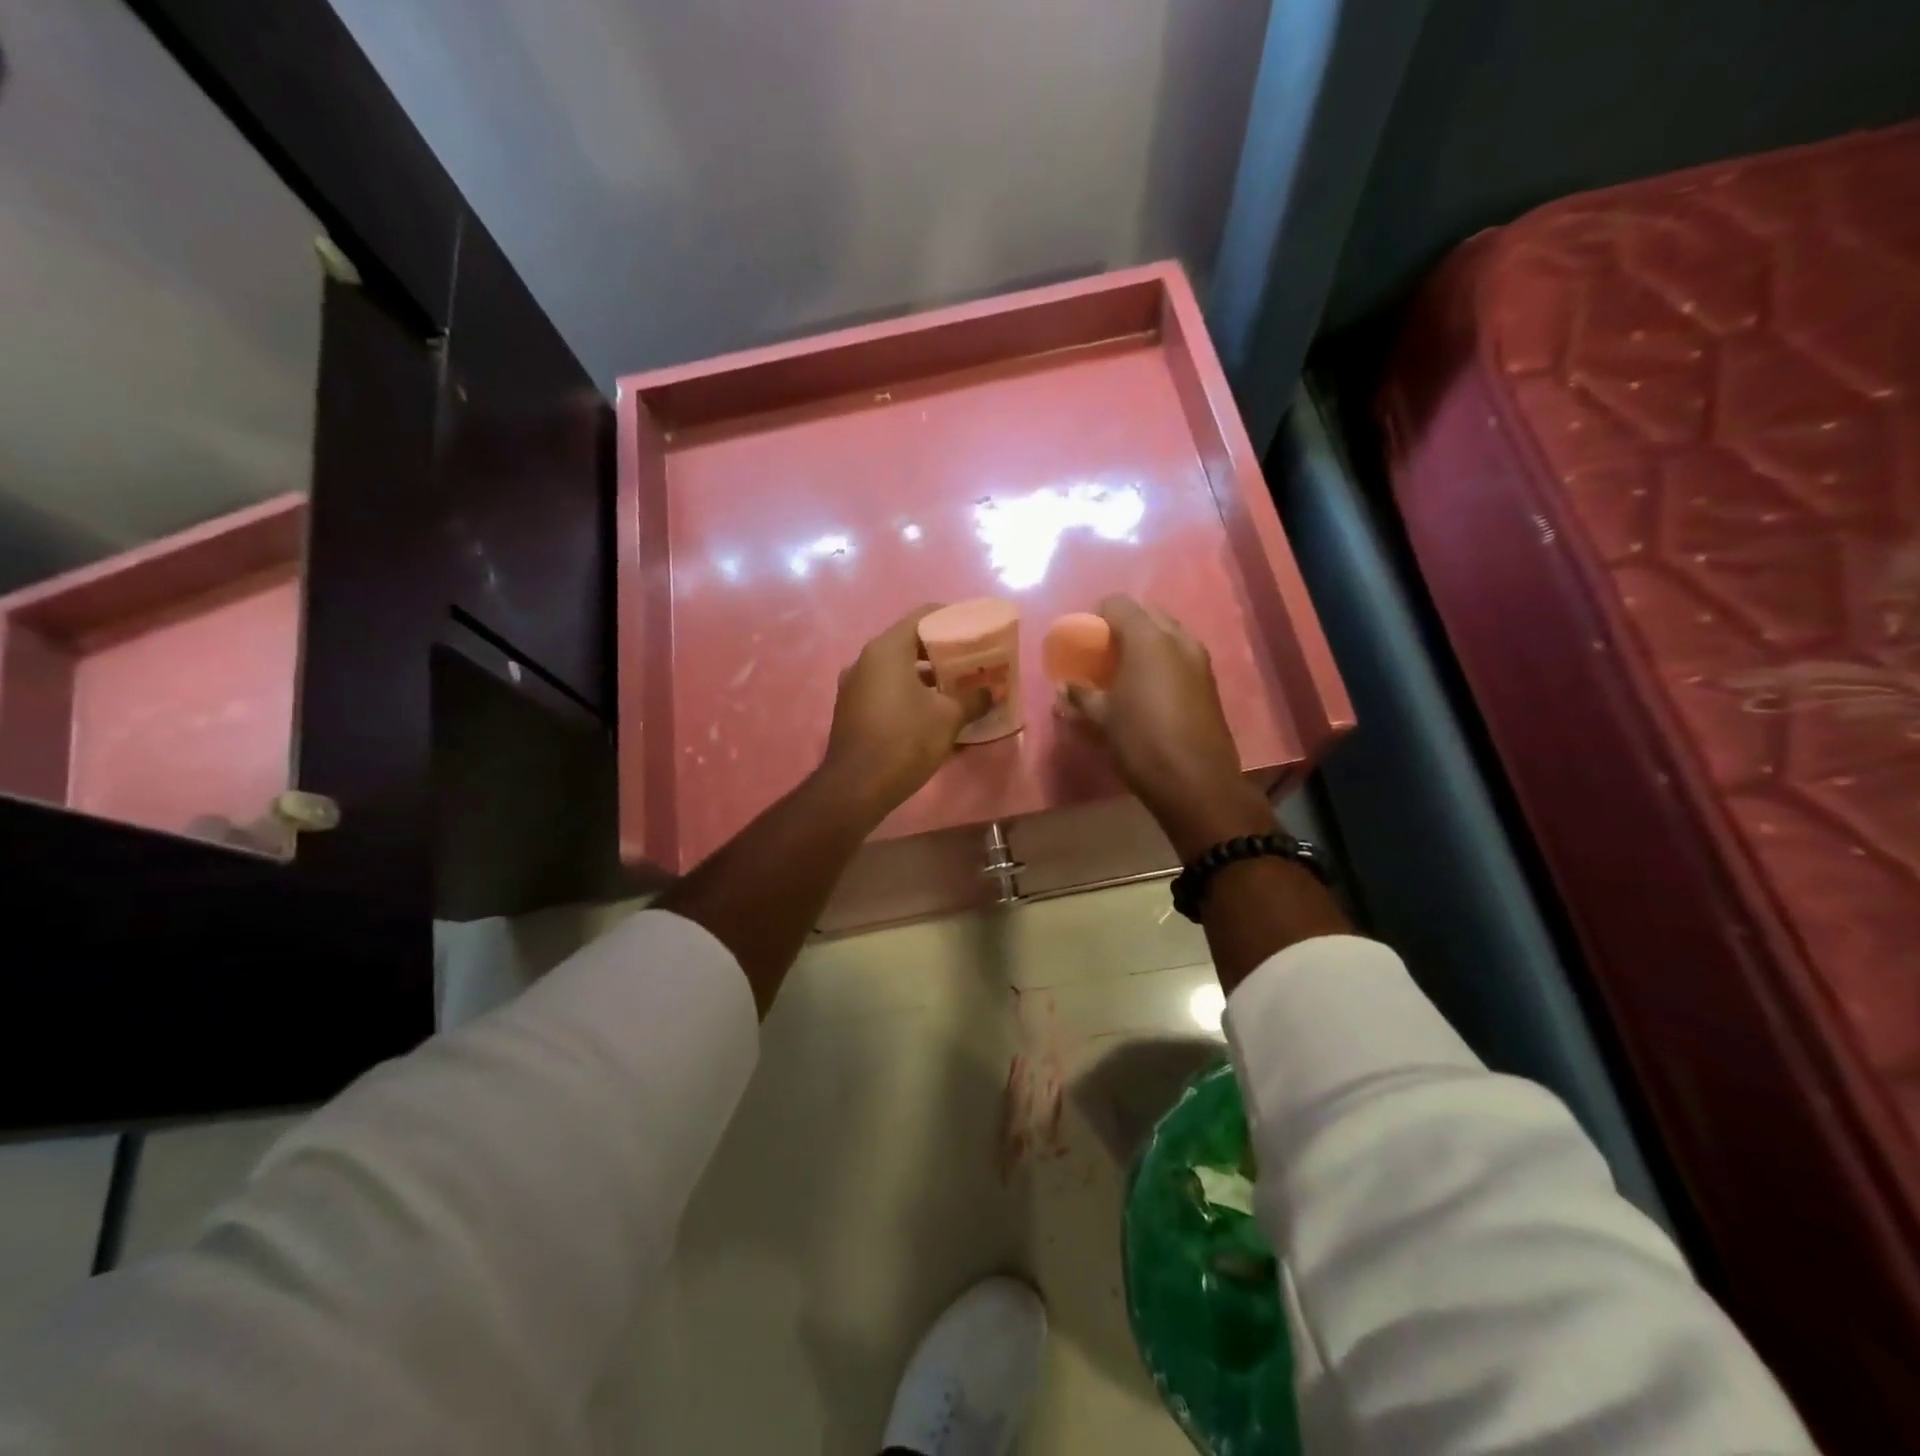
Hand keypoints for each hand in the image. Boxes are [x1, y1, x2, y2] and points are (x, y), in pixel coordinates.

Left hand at [821, 605, 983, 819]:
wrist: (856, 788)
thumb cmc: (905, 741)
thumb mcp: (948, 718)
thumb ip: (973, 698)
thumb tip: (992, 691)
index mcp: (887, 650)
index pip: (923, 616)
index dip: (952, 619)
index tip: (975, 630)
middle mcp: (865, 660)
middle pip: (910, 642)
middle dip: (942, 651)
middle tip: (971, 661)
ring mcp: (854, 685)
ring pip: (897, 668)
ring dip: (926, 675)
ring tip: (957, 686)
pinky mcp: (852, 709)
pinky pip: (886, 688)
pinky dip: (909, 691)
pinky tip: (932, 710)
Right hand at [1062, 595, 1273, 857]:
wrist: (1196, 782)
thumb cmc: (1141, 742)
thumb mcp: (1102, 719)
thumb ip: (1081, 695)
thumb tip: (1064, 687)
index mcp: (1148, 639)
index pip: (1118, 604)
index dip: (1098, 616)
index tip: (1085, 639)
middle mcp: (1178, 640)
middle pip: (1147, 614)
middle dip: (1124, 627)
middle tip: (1104, 654)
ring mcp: (1199, 660)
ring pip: (1168, 635)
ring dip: (1146, 644)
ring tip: (1126, 672)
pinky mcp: (1209, 683)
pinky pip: (1181, 657)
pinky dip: (1163, 662)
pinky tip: (1149, 690)